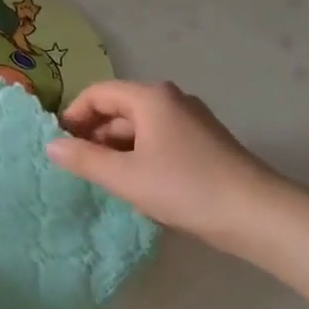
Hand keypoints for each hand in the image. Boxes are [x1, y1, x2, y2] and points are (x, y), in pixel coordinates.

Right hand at [46, 80, 286, 247]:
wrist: (257, 214)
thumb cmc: (185, 188)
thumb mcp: (125, 176)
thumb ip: (84, 159)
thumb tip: (51, 145)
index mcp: (151, 98)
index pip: (98, 93)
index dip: (73, 115)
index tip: (59, 145)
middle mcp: (171, 100)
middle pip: (119, 108)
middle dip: (93, 134)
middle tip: (77, 167)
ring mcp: (191, 121)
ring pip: (139, 126)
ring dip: (115, 148)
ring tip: (104, 179)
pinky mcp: (203, 143)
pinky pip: (158, 139)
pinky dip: (138, 155)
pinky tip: (136, 184)